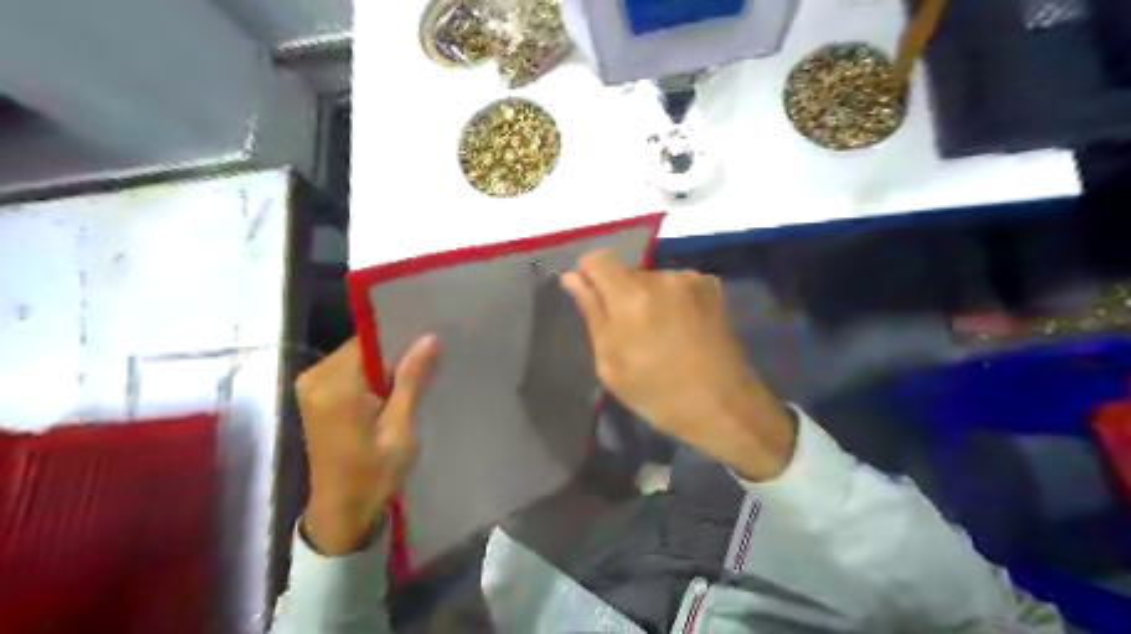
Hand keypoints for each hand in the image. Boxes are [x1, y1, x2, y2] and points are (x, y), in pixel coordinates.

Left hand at [294, 337, 438, 554]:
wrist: (341, 511)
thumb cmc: (374, 474)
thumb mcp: (400, 429)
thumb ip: (411, 380)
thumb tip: (429, 338)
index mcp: (335, 387)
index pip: (371, 341)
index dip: (401, 340)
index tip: (430, 343)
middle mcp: (315, 378)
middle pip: (363, 347)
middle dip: (394, 354)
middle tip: (428, 365)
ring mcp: (311, 385)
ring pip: (358, 357)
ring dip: (384, 366)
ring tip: (415, 379)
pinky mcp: (314, 394)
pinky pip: (349, 370)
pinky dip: (371, 376)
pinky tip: (392, 391)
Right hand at [564, 250, 793, 481]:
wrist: (723, 405)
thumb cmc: (658, 393)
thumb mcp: (611, 363)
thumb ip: (592, 313)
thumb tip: (573, 278)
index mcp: (632, 297)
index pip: (598, 259)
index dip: (588, 273)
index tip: (590, 297)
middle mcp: (662, 277)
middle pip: (626, 271)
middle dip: (620, 294)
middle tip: (628, 331)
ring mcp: (690, 279)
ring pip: (652, 279)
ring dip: (647, 297)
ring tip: (659, 334)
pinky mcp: (711, 287)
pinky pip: (676, 284)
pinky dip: (671, 299)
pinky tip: (680, 328)